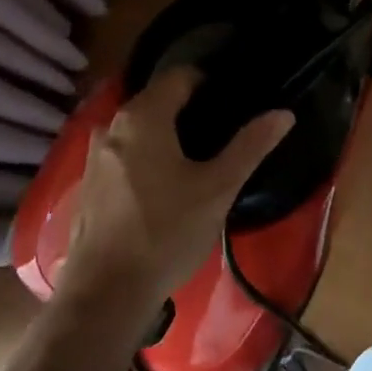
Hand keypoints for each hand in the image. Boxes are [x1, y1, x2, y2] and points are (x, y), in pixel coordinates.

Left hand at [56, 68, 294, 320]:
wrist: (104, 294)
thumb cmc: (166, 232)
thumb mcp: (217, 189)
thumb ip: (250, 145)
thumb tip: (283, 113)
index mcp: (143, 116)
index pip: (180, 76)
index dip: (209, 84)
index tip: (233, 104)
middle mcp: (112, 125)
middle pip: (157, 100)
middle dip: (189, 110)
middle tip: (222, 136)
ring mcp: (94, 154)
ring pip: (138, 129)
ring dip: (166, 136)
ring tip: (197, 162)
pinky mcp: (87, 183)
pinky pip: (123, 153)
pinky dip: (145, 157)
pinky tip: (163, 188)